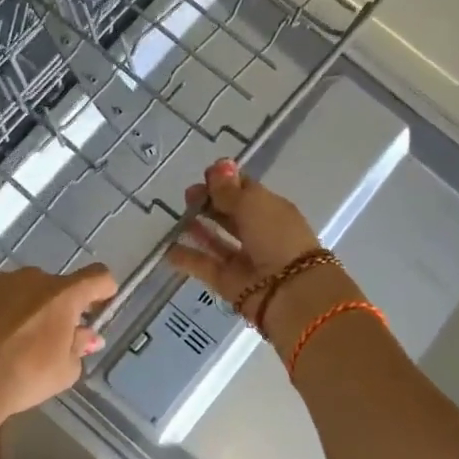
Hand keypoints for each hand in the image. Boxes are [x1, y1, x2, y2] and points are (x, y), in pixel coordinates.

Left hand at [0, 264, 116, 425]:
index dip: (103, 289)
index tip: (100, 304)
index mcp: (63, 296)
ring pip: (18, 288)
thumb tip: (88, 336)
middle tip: (45, 336)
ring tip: (8, 338)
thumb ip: (79, 347)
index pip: (97, 277)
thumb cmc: (24, 376)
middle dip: (54, 306)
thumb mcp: (64, 372)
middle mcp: (33, 278)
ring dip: (21, 306)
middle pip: (53, 286)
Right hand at [165, 159, 327, 326]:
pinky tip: (167, 249)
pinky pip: (205, 266)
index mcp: (272, 210)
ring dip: (198, 228)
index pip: (246, 190)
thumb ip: (230, 190)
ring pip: (217, 240)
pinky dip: (187, 258)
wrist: (291, 293)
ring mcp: (244, 259)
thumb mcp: (253, 205)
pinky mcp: (229, 282)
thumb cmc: (276, 238)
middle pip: (230, 214)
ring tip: (177, 217)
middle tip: (188, 195)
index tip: (204, 175)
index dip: (225, 181)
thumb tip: (219, 165)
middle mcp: (259, 233)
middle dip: (209, 202)